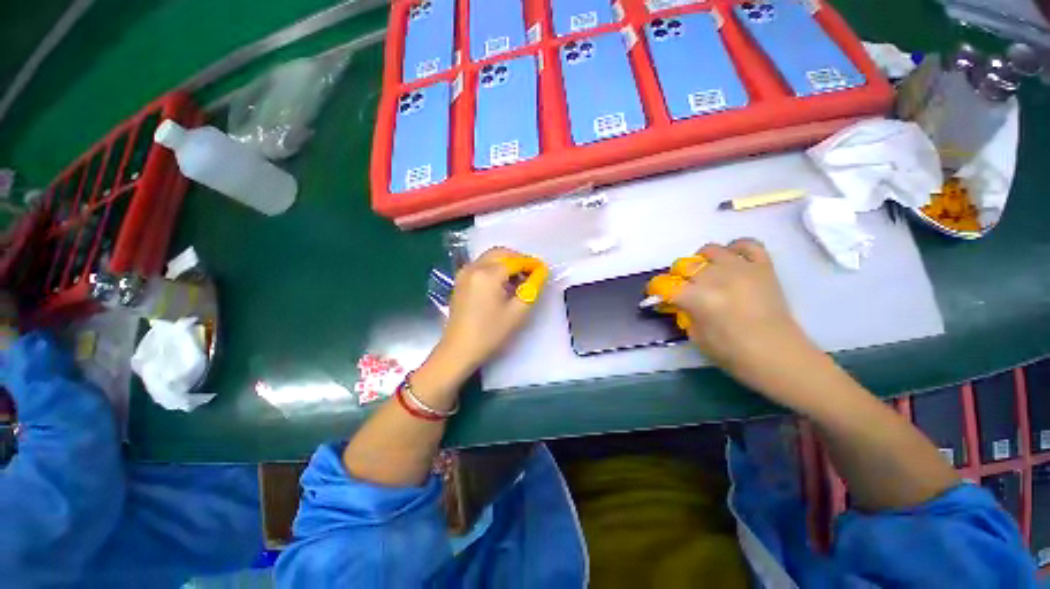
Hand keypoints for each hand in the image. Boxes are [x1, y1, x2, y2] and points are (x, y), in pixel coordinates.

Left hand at [432, 247, 546, 379]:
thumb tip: (541, 273)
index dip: (531, 264)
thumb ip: (532, 288)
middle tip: (532, 273)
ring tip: (520, 280)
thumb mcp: (518, 312)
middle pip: (501, 254)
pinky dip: (495, 269)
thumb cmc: (490, 333)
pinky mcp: (460, 281)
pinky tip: (503, 284)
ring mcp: (464, 273)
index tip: (543, 271)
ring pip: (490, 258)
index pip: (515, 261)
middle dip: (518, 260)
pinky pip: (481, 266)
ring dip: (507, 264)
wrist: (459, 350)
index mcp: (487, 274)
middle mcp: (474, 267)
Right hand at [647, 239, 824, 398]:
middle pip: (684, 265)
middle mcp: (717, 278)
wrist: (779, 355)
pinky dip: (736, 249)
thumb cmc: (734, 353)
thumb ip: (683, 313)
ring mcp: (742, 268)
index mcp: (698, 298)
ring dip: (701, 261)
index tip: (655, 295)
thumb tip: (675, 301)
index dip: (655, 289)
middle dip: (677, 277)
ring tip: (705, 273)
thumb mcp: (696, 336)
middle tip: (681, 288)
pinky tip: (731, 260)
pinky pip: (747, 244)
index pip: (665, 285)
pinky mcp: (763, 267)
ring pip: (711, 250)